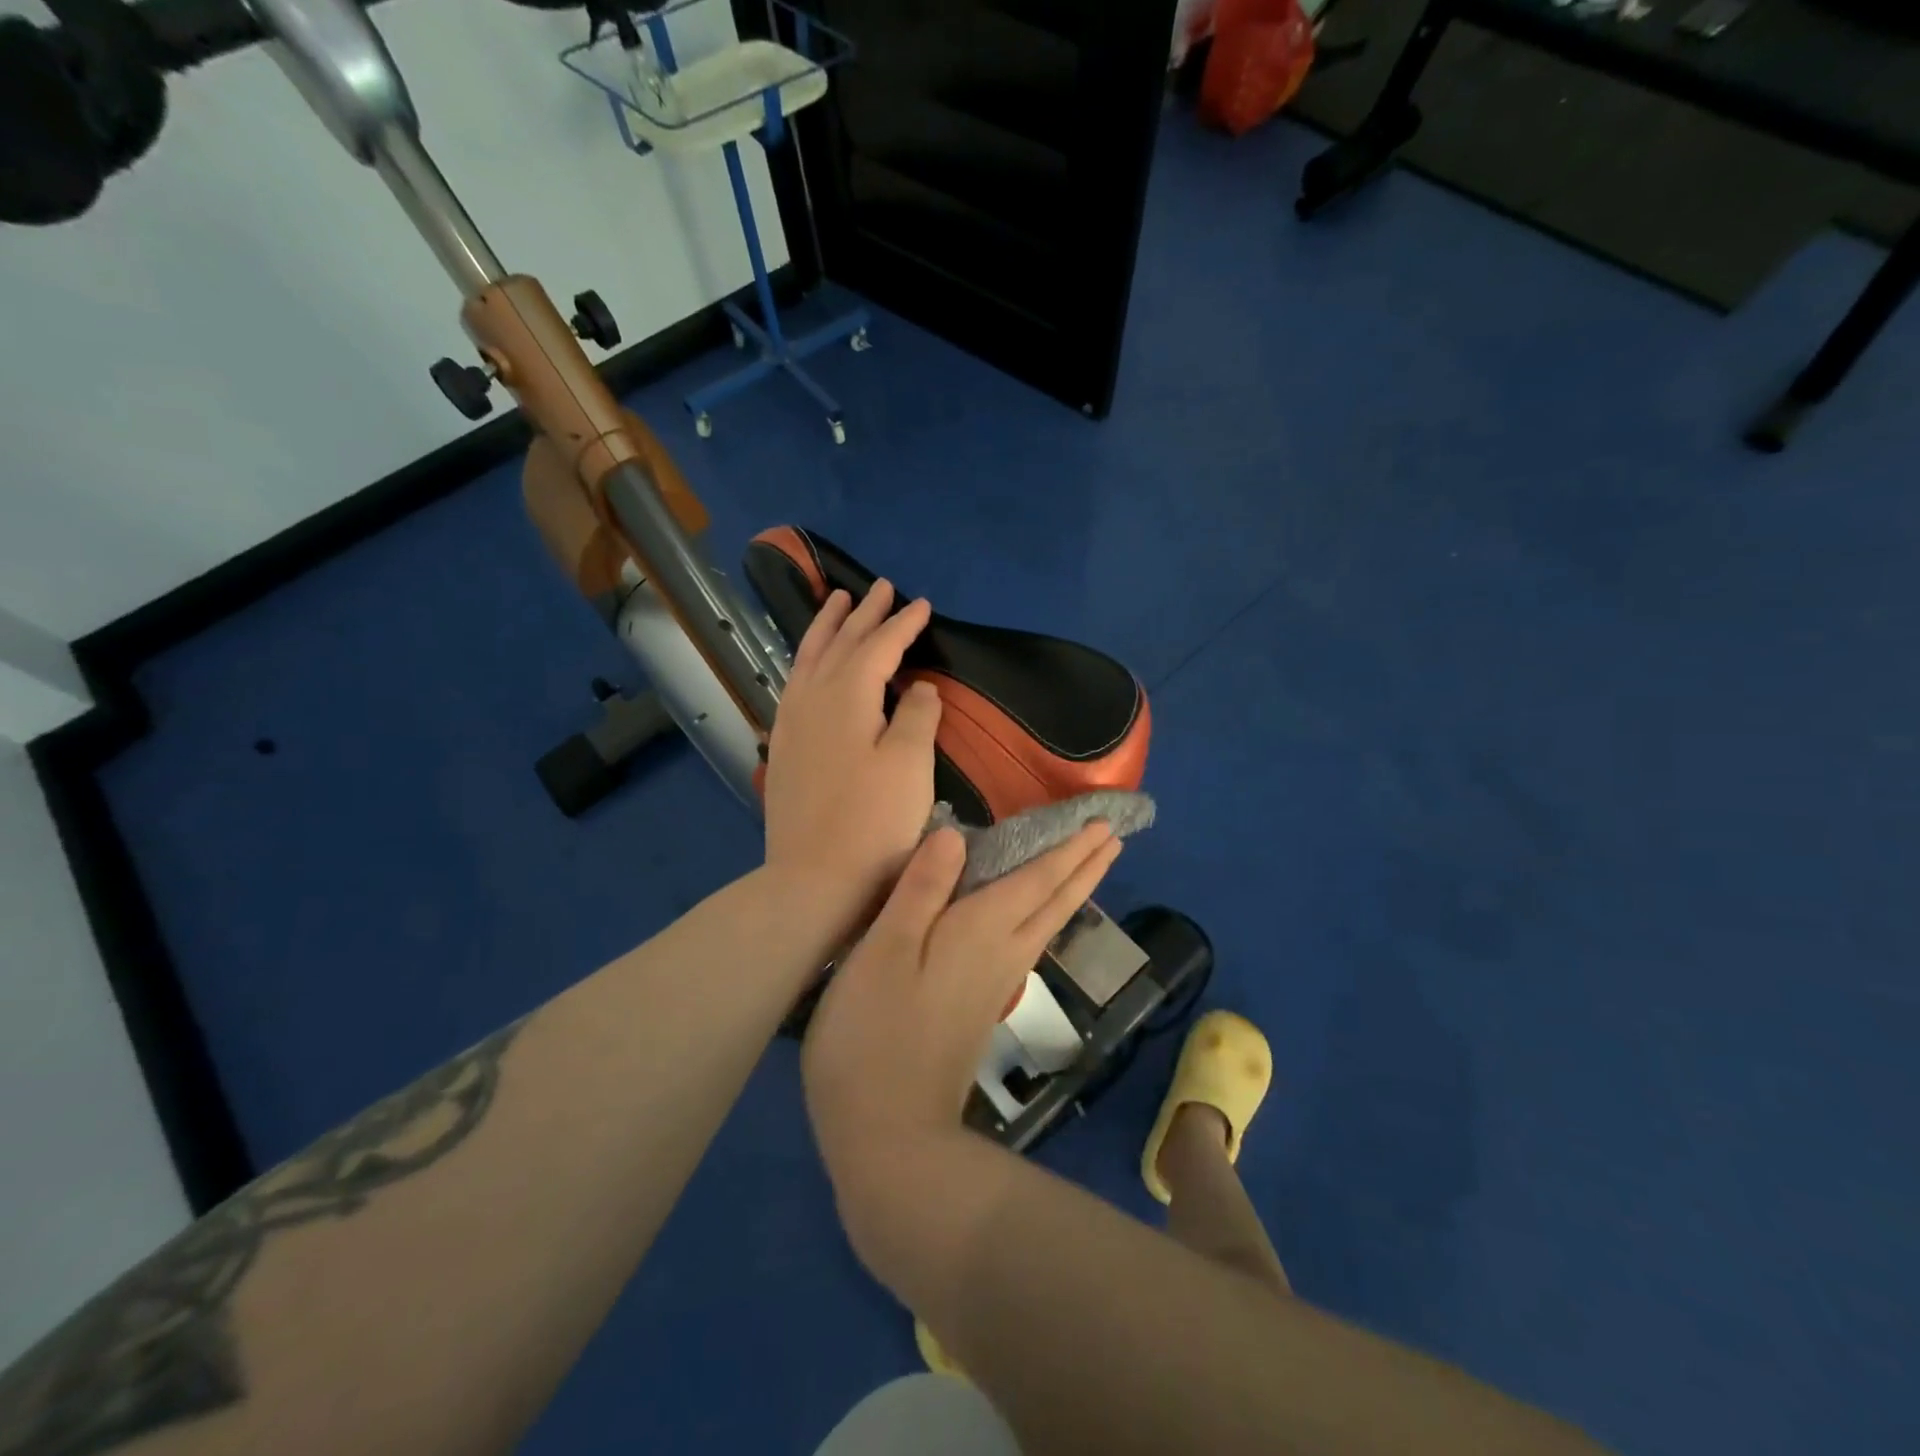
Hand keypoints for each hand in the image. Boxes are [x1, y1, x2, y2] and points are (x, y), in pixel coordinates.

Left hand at [763, 580, 940, 930]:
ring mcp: (791, 724)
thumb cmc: (874, 823)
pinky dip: (806, 661)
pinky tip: (809, 665)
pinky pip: (794, 684)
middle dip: (862, 614)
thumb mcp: (910, 765)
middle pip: (839, 644)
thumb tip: (919, 686)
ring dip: (826, 628)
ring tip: (835, 602)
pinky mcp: (783, 748)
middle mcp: (812, 699)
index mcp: (846, 696)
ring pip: (808, 659)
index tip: (922, 604)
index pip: (878, 647)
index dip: (902, 625)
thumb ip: (917, 716)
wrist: (814, 880)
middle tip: (879, 588)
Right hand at [801, 823, 1122, 1183]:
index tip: (1102, 824)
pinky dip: (1045, 917)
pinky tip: (1037, 922)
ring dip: (1072, 890)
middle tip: (1113, 837)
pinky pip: (1029, 943)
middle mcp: (1002, 953)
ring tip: (1090, 867)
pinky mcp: (983, 1009)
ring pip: (1047, 924)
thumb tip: (954, 834)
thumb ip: (920, 889)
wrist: (890, 1135)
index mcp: (982, 929)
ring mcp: (996, 985)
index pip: (1037, 878)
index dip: (1068, 848)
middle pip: (1055, 901)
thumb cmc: (875, 1033)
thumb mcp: (885, 950)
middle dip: (1085, 866)